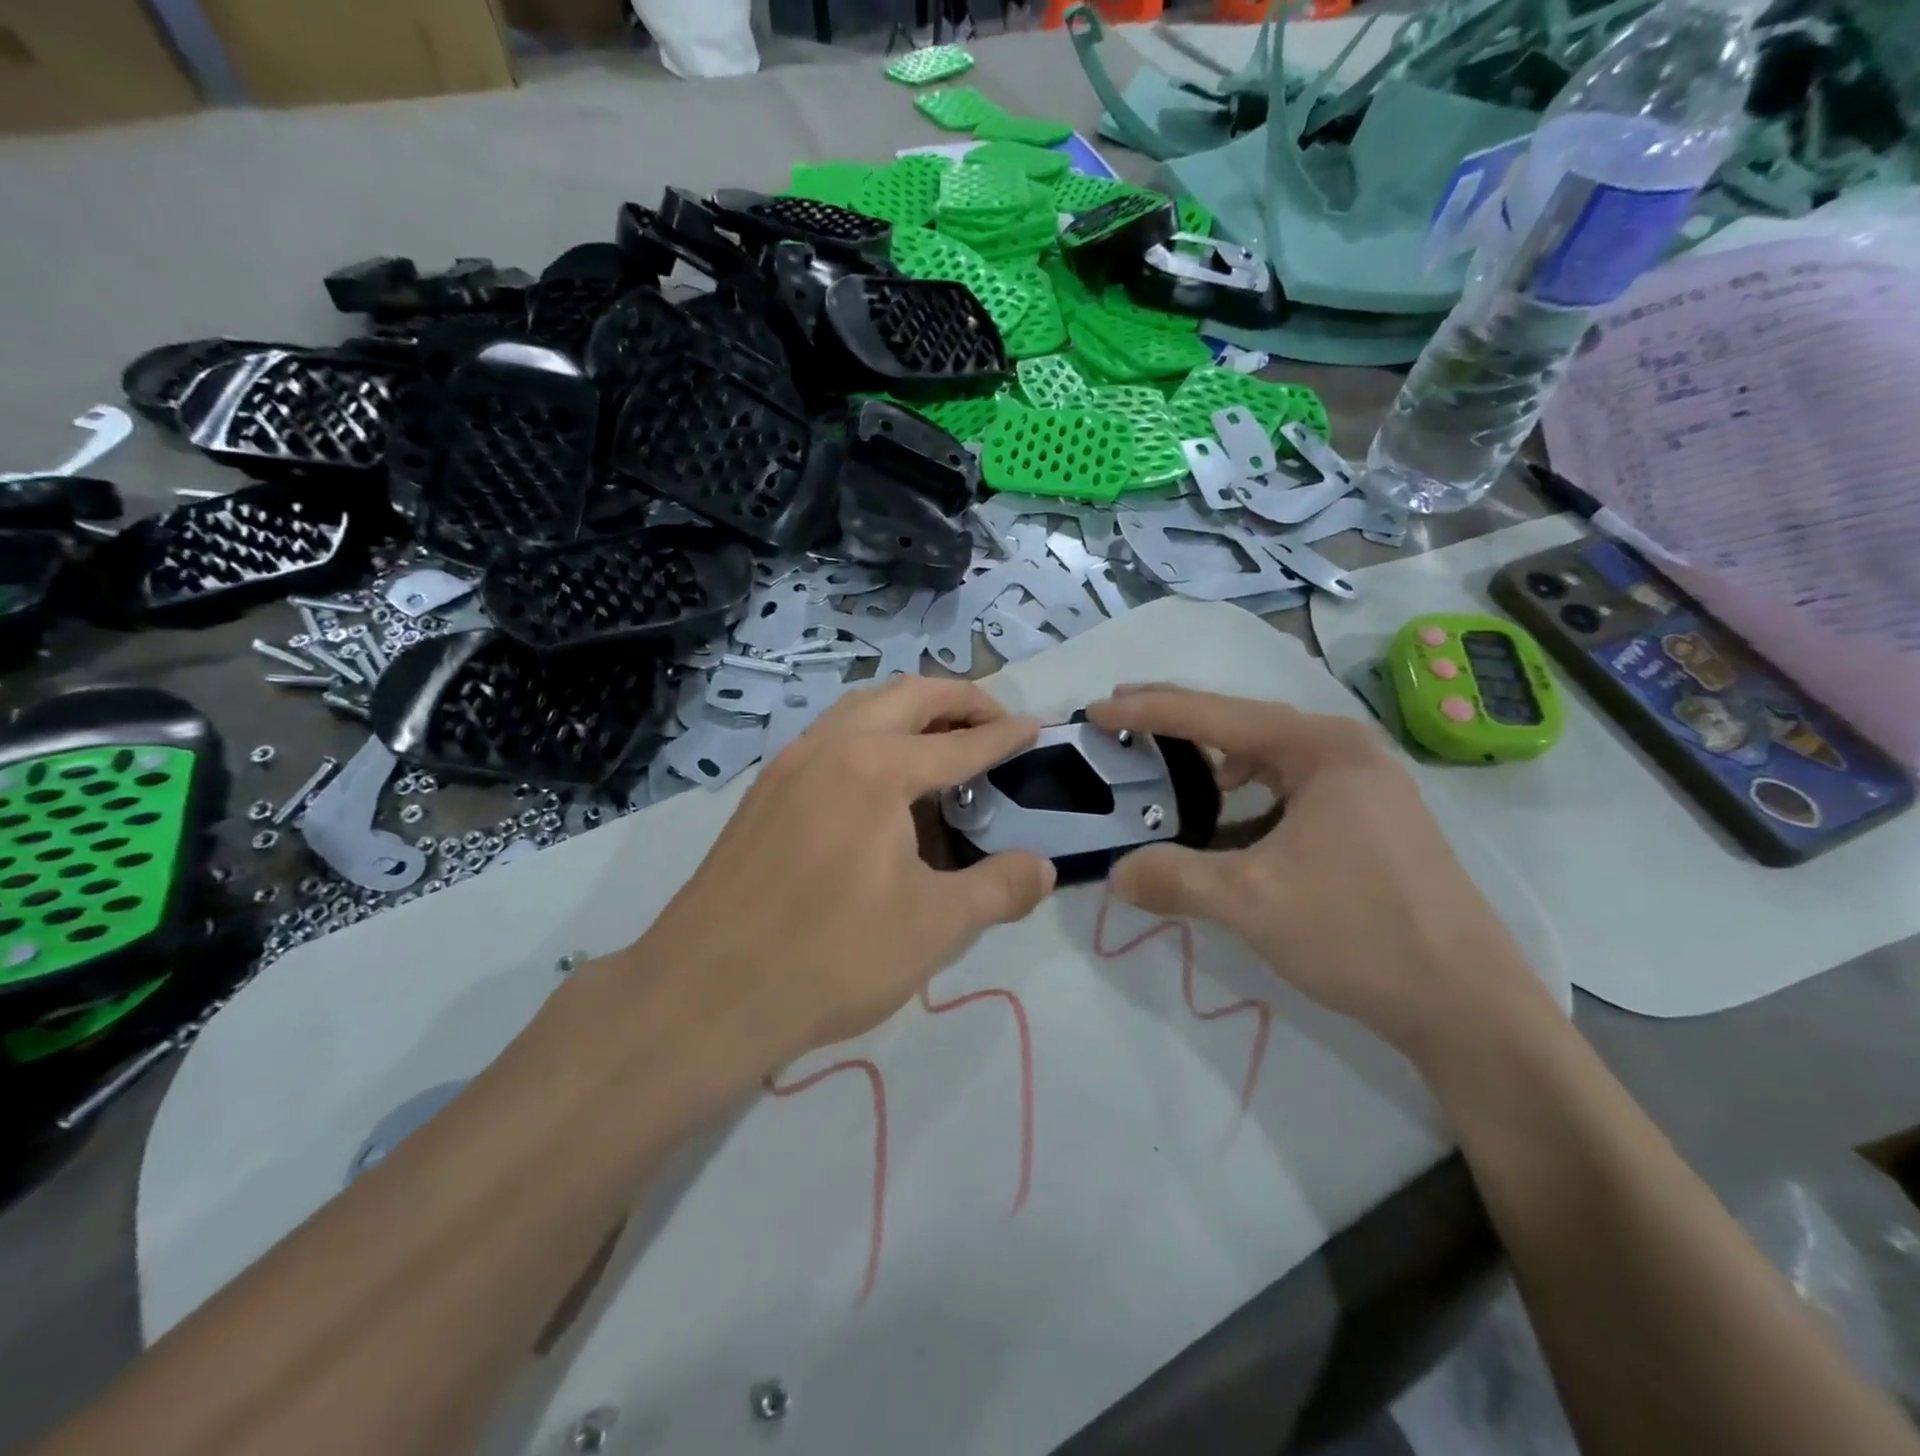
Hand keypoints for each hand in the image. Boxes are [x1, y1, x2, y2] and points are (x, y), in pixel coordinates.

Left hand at [630, 678, 1055, 1070]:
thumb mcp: (934, 928)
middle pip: (909, 695)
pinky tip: (880, 780)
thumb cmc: (831, 957)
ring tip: (941, 744)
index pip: (961, 742)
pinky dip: (870, 732)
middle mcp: (833, 746)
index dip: (1005, 735)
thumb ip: (999, 889)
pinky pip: (830, 734)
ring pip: (862, 705)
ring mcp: (790, 762)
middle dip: (960, 700)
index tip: (1035, 727)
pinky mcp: (764, 788)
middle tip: (994, 723)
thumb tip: (1044, 868)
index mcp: (879, 769)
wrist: (705, 992)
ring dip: (910, 710)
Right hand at [1086, 686, 1547, 1060]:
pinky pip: (1288, 784)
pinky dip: (1246, 789)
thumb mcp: (1252, 903)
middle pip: (1242, 722)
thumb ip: (1174, 879)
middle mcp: (1345, 749)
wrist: (1470, 1006)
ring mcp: (1364, 783)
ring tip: (1164, 760)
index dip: (1147, 709)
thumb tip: (1114, 874)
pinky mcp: (1369, 817)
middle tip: (1120, 717)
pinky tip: (1226, 811)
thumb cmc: (1361, 934)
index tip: (1095, 710)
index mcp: (1321, 748)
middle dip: (1178, 720)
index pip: (1214, 716)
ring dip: (1212, 755)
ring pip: (1268, 754)